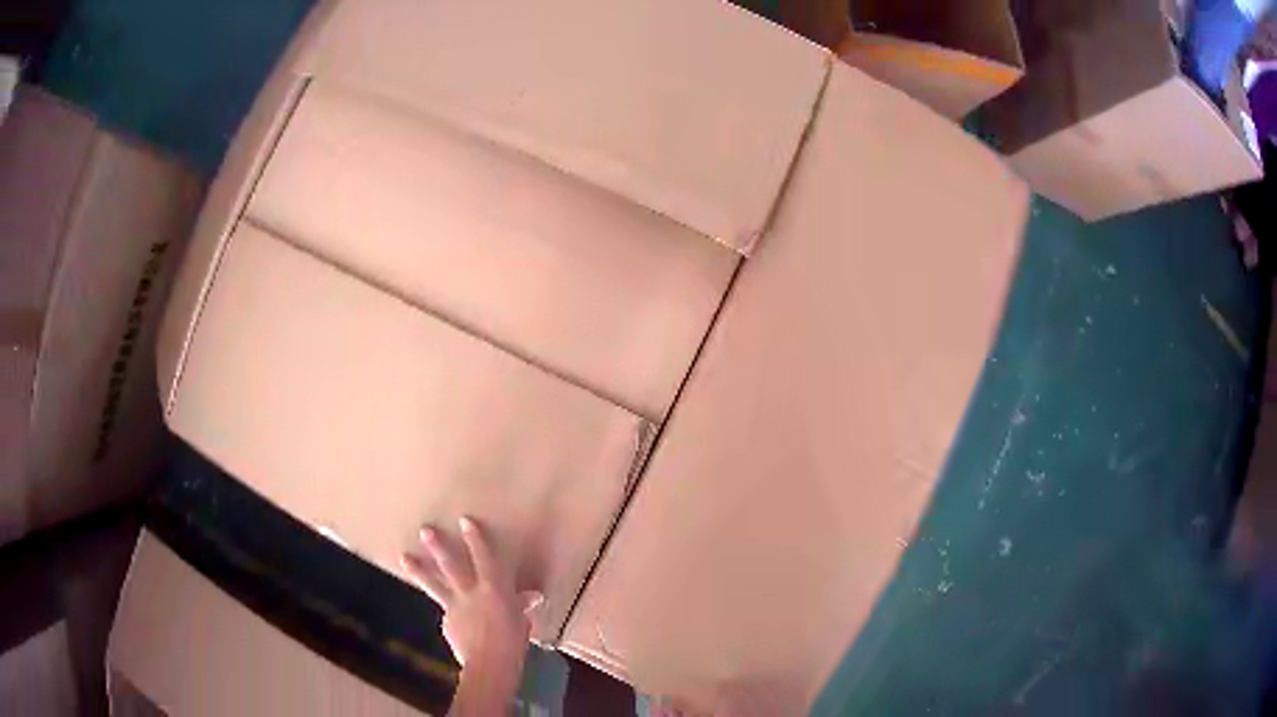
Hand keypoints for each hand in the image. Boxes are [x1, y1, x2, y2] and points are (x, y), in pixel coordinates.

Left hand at [401, 517, 541, 668]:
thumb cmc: (513, 642)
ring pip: (434, 584)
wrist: (489, 665)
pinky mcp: (446, 622)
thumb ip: (520, 606)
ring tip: (404, 557)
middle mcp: (470, 593)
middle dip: (438, 547)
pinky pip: (447, 612)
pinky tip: (454, 621)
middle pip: (450, 565)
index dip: (475, 539)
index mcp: (493, 590)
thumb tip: (533, 597)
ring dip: (419, 569)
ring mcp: (454, 607)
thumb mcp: (521, 621)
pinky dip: (450, 613)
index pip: (484, 558)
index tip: (464, 521)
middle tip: (424, 530)